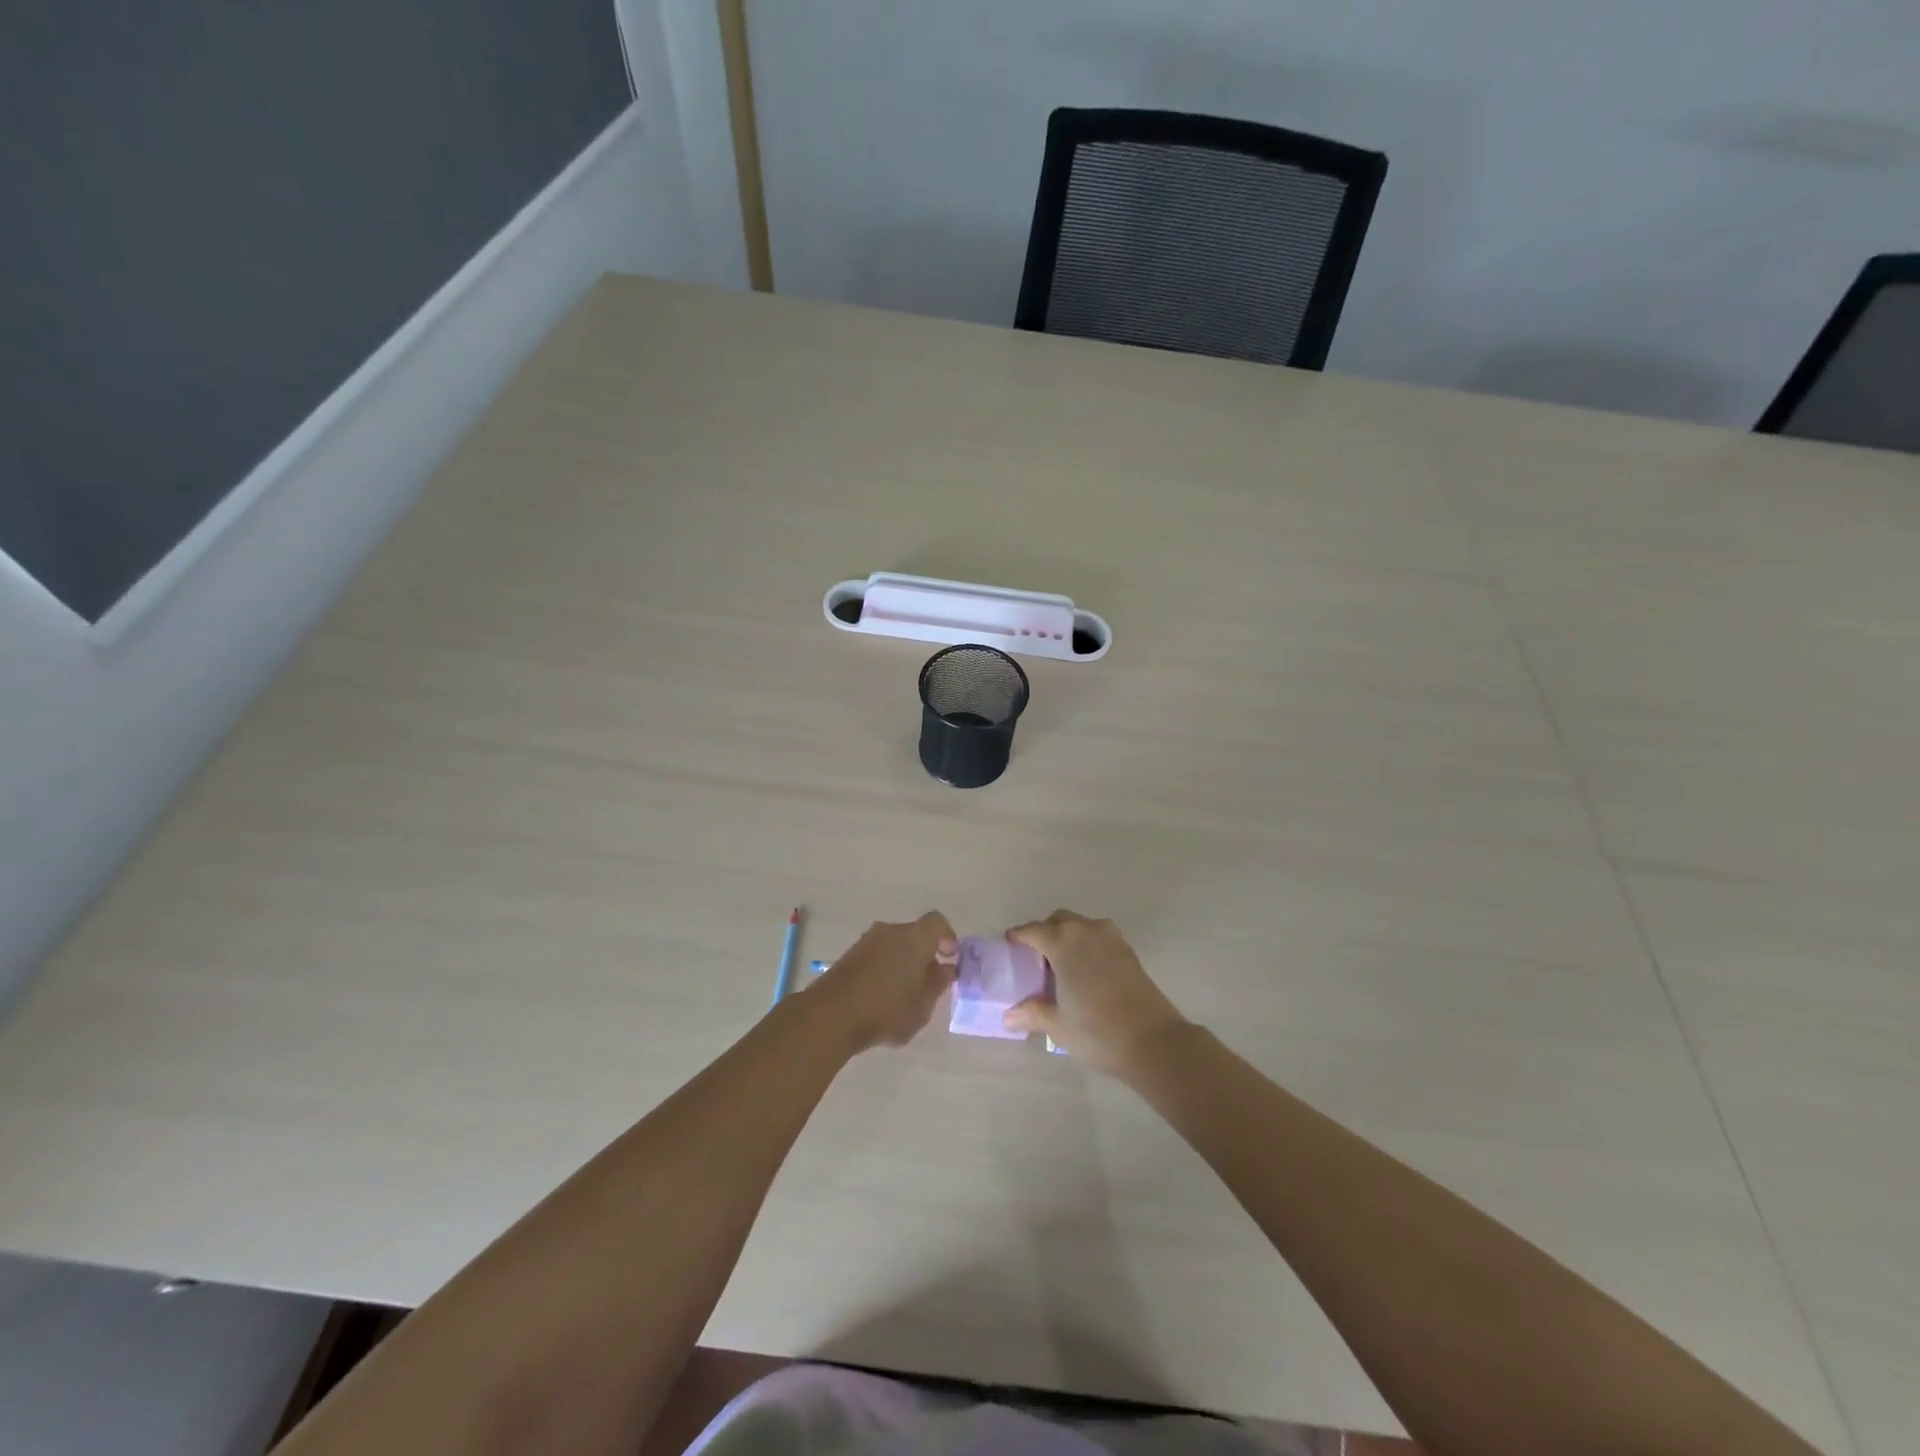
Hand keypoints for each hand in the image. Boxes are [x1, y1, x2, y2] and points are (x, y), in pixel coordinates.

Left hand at [811, 913, 957, 1052]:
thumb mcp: (923, 1005)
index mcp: (915, 937)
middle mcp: (891, 931)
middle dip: (924, 954)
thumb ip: (937, 984)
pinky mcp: (849, 955)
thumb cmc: (888, 1009)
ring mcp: (867, 941)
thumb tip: (946, 969)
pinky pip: (876, 955)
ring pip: (893, 945)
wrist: (832, 1014)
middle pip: (914, 934)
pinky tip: (881, 996)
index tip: (950, 958)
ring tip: (903, 994)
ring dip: (902, 962)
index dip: (947, 937)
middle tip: (927, 982)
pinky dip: (883, 968)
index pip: (937, 922)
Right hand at [1003, 911, 1188, 1074]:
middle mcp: (1086, 931)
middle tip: (1036, 959)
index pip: (1033, 931)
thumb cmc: (1097, 1030)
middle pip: (1059, 921)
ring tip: (1061, 966)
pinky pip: (1099, 937)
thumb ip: (1031, 1014)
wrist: (1153, 1041)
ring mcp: (1112, 939)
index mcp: (1063, 943)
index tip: (1010, 943)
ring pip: (1082, 926)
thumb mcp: (1058, 1025)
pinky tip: (1085, 973)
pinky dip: (1087, 946)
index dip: (1019, 936)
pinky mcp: (1129, 952)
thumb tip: (1008, 1017)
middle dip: (1044, 933)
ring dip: (1068, 937)